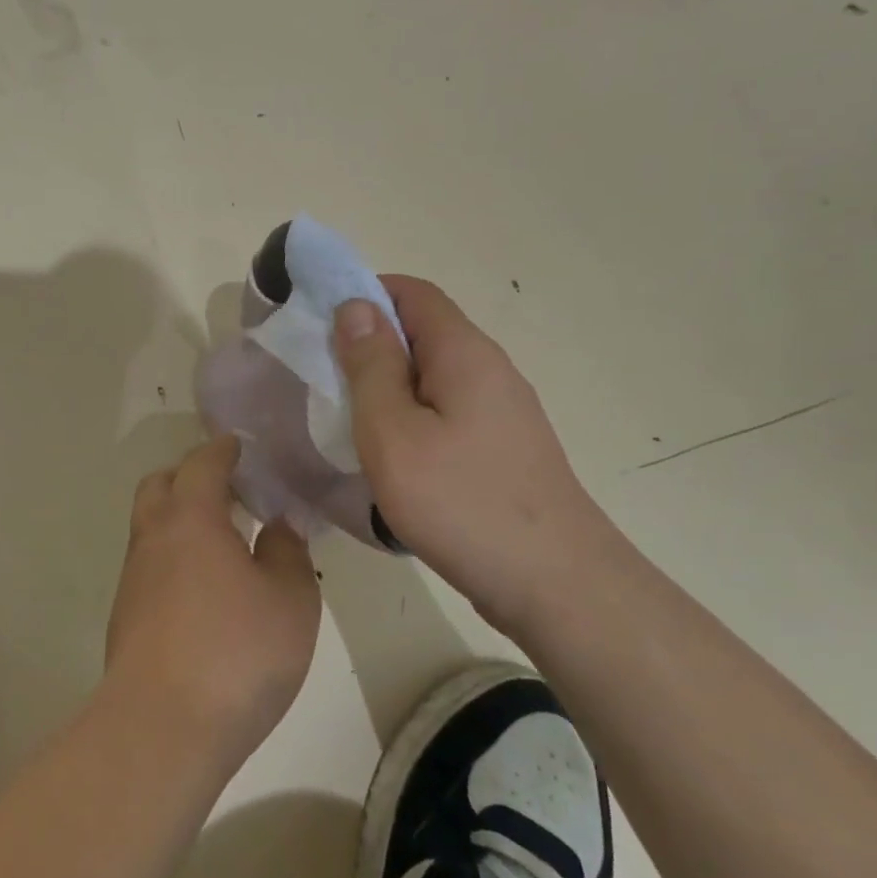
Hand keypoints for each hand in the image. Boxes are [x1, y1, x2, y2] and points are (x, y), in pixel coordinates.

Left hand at [105, 435, 320, 770]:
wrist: (161, 729)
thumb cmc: (236, 653)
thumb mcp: (290, 600)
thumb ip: (286, 552)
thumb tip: (275, 526)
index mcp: (191, 519)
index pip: (202, 464)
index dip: (221, 450)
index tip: (237, 446)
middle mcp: (153, 539)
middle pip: (159, 486)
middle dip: (188, 477)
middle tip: (226, 491)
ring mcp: (133, 580)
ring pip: (150, 528)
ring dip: (179, 520)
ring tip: (221, 543)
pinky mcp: (125, 618)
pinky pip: (150, 567)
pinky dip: (173, 559)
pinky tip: (203, 591)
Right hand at [333, 277, 621, 627]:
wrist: (556, 585)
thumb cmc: (461, 502)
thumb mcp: (393, 432)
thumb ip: (371, 366)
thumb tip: (357, 306)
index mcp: (463, 353)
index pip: (412, 292)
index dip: (364, 294)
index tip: (321, 326)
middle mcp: (490, 370)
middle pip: (424, 333)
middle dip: (371, 346)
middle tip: (326, 381)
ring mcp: (504, 412)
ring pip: (434, 377)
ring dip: (389, 387)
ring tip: (351, 423)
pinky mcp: (505, 449)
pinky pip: (448, 412)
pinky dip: (412, 418)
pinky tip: (394, 458)